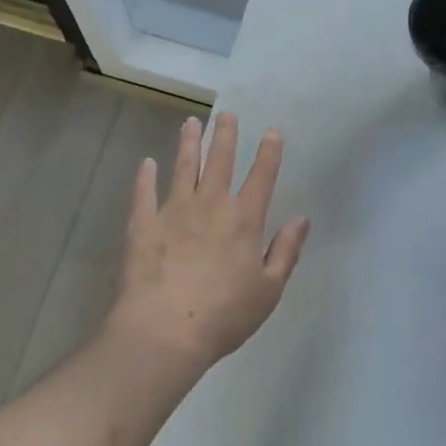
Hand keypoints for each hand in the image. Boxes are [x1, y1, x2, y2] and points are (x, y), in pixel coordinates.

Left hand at [106, 113, 310, 373]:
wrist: (164, 331)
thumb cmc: (224, 315)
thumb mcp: (268, 290)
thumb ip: (286, 251)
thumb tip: (301, 218)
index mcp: (244, 220)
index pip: (261, 177)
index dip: (269, 153)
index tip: (272, 131)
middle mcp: (210, 205)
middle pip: (220, 161)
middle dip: (225, 135)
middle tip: (226, 113)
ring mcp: (174, 211)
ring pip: (183, 167)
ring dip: (188, 143)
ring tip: (191, 122)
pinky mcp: (144, 224)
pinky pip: (144, 193)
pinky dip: (145, 176)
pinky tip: (146, 163)